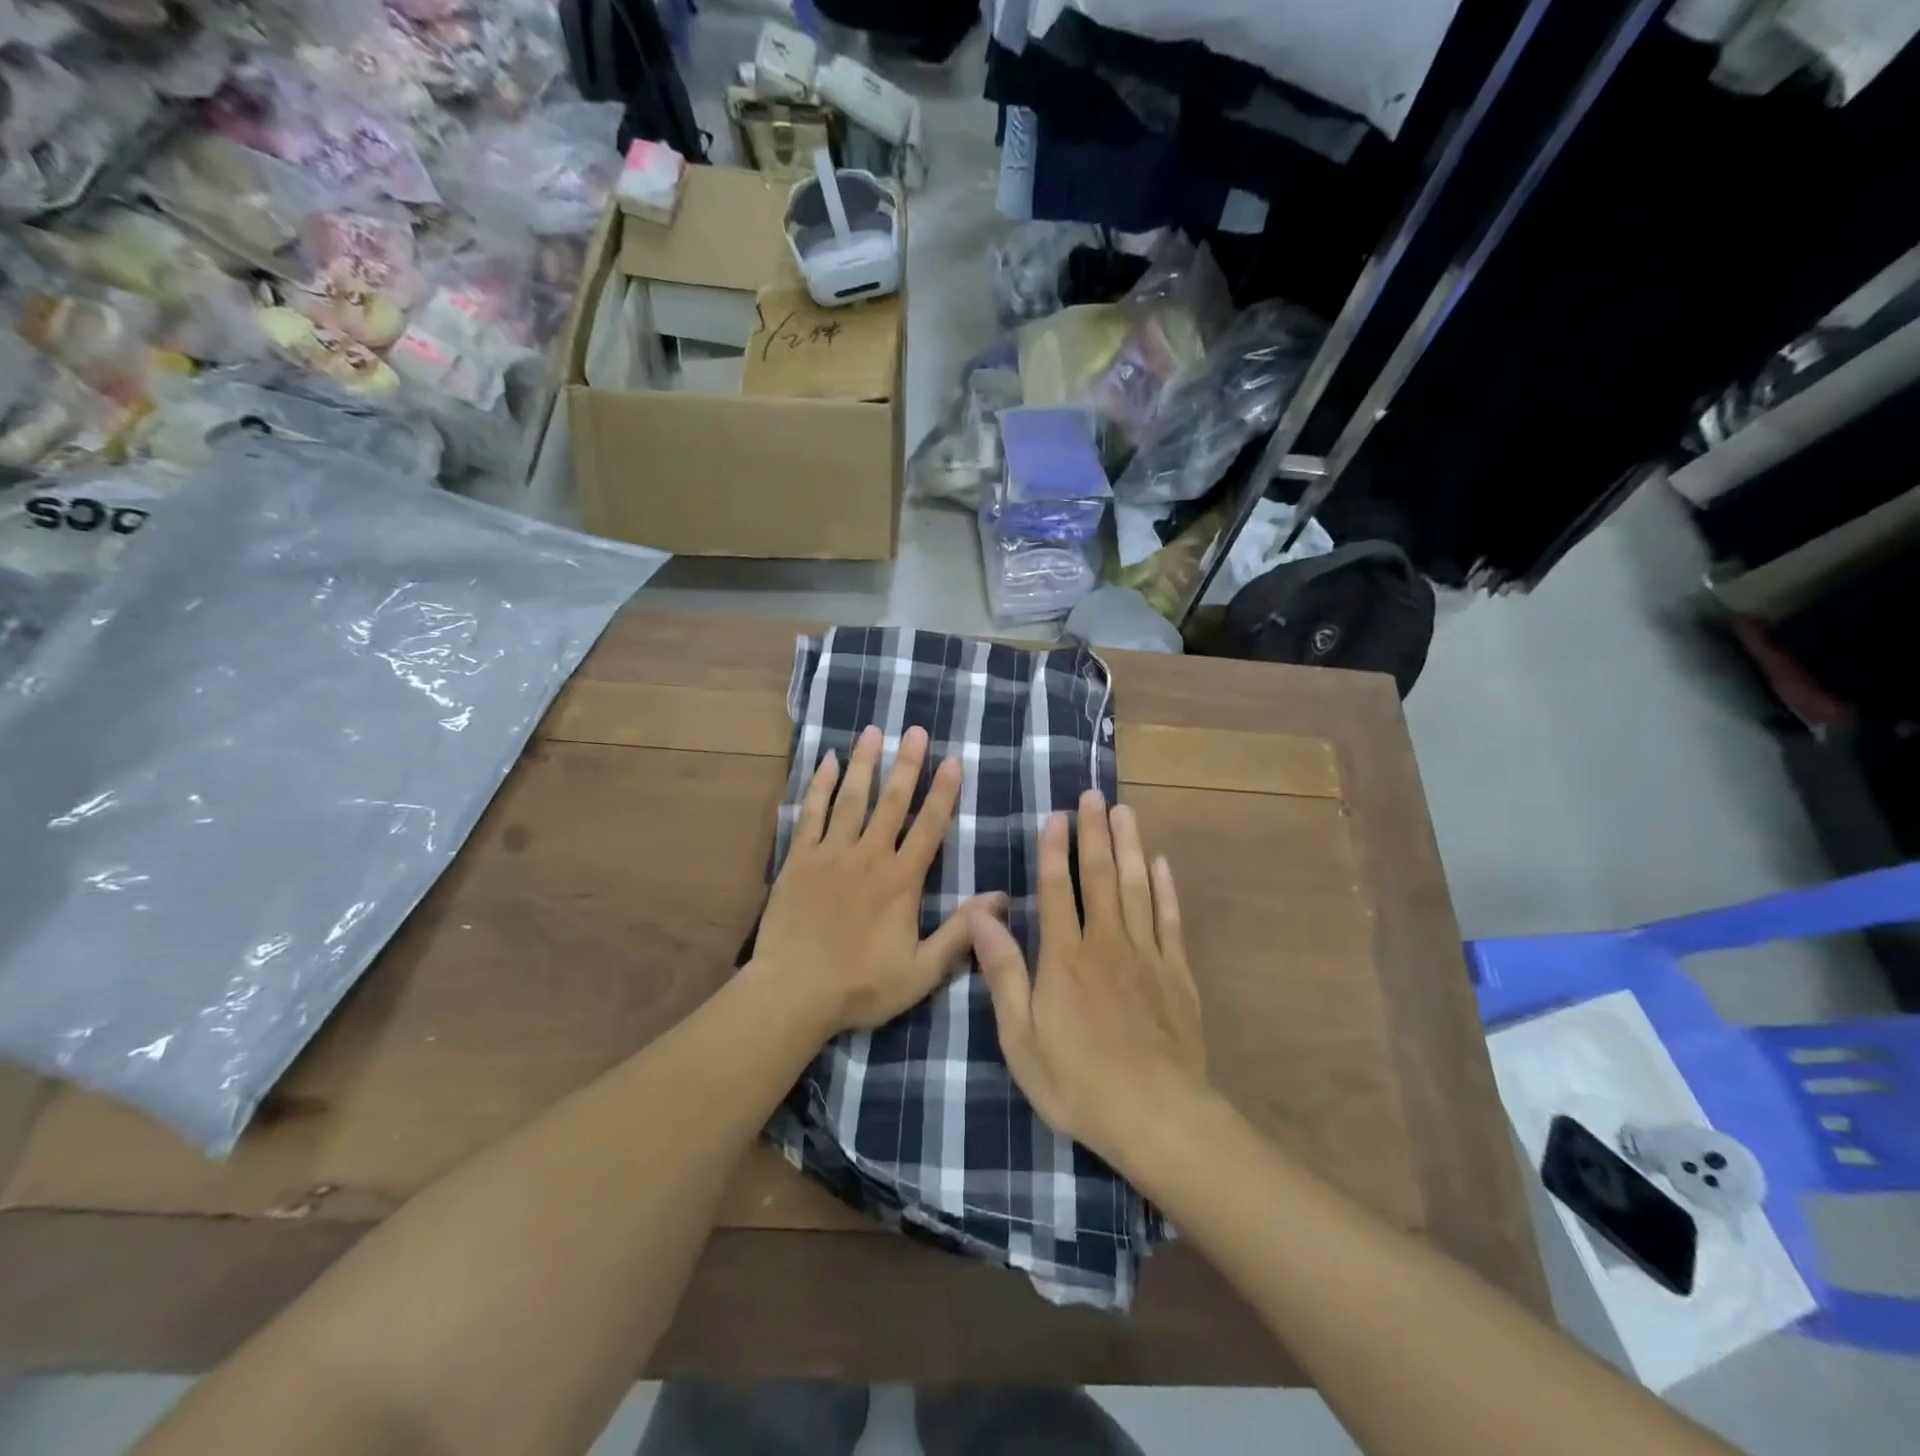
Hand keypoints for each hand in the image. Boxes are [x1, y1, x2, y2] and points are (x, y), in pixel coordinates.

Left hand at [752, 724, 1001, 1039]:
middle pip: (892, 802)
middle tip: (916, 730)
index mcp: (901, 880)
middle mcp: (869, 856)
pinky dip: (820, 787)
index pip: (929, 827)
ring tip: (873, 732)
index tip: (953, 760)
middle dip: (907, 764)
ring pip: (852, 798)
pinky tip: (827, 762)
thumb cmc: (861, 986)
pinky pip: (811, 814)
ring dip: (864, 763)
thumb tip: (1001, 898)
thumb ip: (961, 933)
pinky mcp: (799, 859)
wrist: (792, 993)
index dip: (943, 793)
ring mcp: (831, 854)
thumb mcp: (922, 971)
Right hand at [968, 791, 1205, 1170]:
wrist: (1157, 1115)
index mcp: (1064, 957)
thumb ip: (1002, 971)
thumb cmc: (1077, 1081)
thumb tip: (979, 914)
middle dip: (1096, 833)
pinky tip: (1162, 865)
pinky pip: (1170, 920)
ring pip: (1137, 887)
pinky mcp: (1177, 974)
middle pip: (1100, 877)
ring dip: (1130, 847)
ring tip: (1127, 812)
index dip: (1056, 850)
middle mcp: (1106, 943)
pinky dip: (1166, 889)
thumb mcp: (1020, 1036)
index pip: (1058, 889)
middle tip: (1095, 795)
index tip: (1058, 816)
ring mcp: (1146, 955)